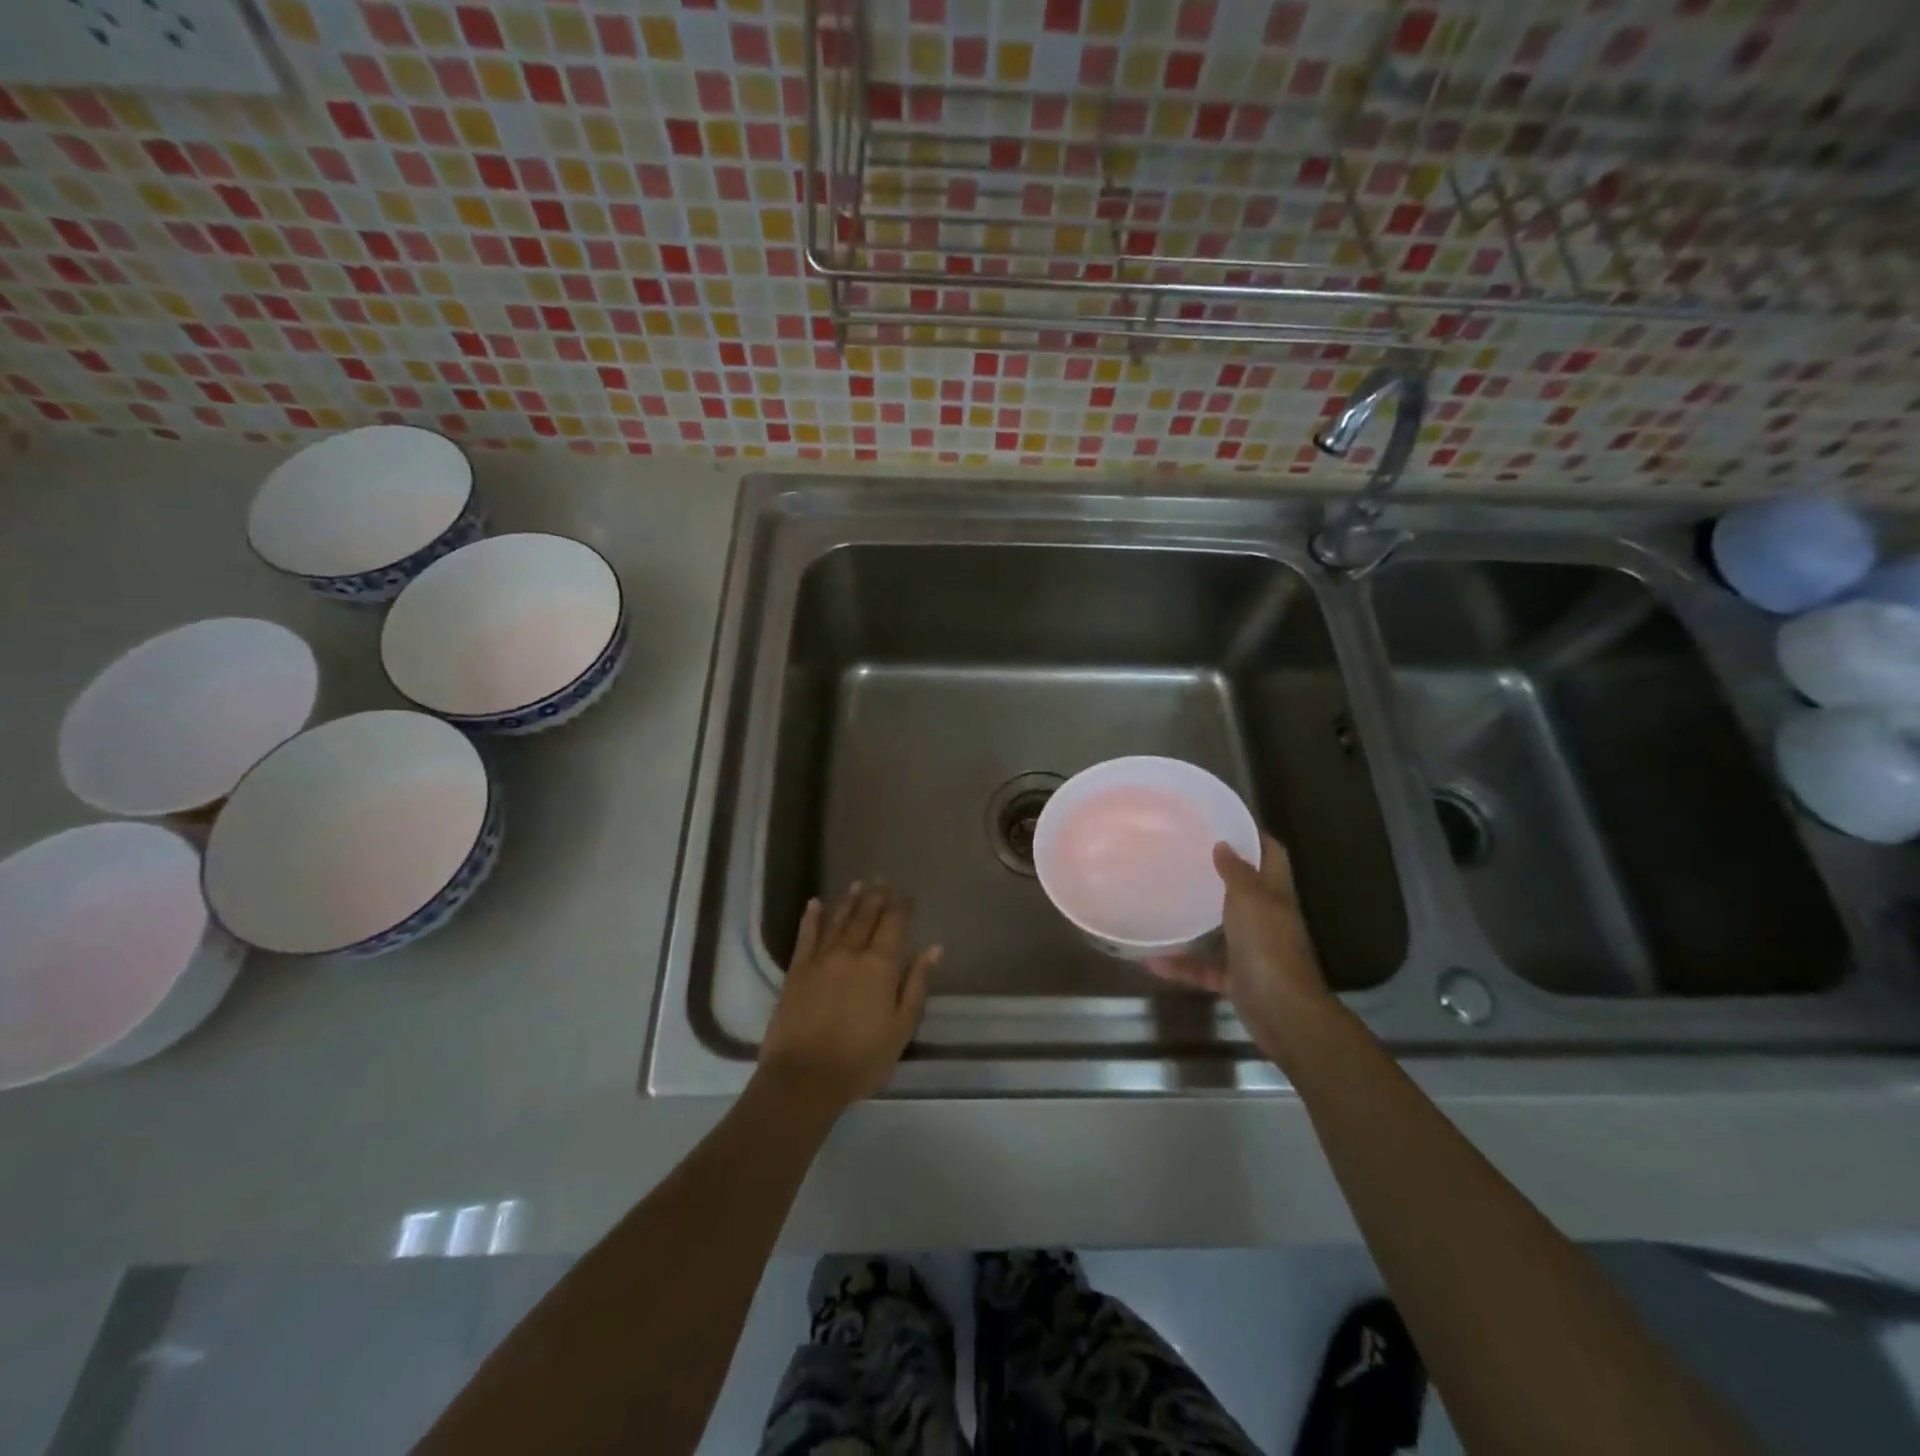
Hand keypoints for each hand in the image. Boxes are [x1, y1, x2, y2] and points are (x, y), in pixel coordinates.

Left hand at [758, 883, 941, 1117]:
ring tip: (857, 884)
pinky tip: (815, 904)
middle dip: (876, 897)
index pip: (894, 924)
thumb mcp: (901, 1027)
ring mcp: (820, 959)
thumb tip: (933, 948)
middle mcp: (851, 952)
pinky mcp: (796, 970)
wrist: (804, 1078)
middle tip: (883, 881)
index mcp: (880, 965)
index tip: (908, 896)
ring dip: (849, 901)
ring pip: (838, 920)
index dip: (902, 907)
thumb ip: (916, 984)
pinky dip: (812, 918)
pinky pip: (806, 936)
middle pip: (866, 916)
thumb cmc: (861, 1059)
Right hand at [1147, 833, 1335, 1060]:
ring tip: (1166, 899)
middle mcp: (1267, 918)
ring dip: (1198, 918)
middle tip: (1186, 854)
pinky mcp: (1237, 978)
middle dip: (1221, 872)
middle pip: (1247, 889)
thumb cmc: (1268, 946)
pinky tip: (1152, 961)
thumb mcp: (1250, 900)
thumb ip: (1236, 872)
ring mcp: (1253, 950)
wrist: (1282, 1012)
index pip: (1272, 855)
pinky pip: (1205, 967)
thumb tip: (1224, 844)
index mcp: (1275, 894)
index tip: (1226, 821)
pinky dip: (1182, 965)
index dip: (1255, 836)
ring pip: (1223, 928)